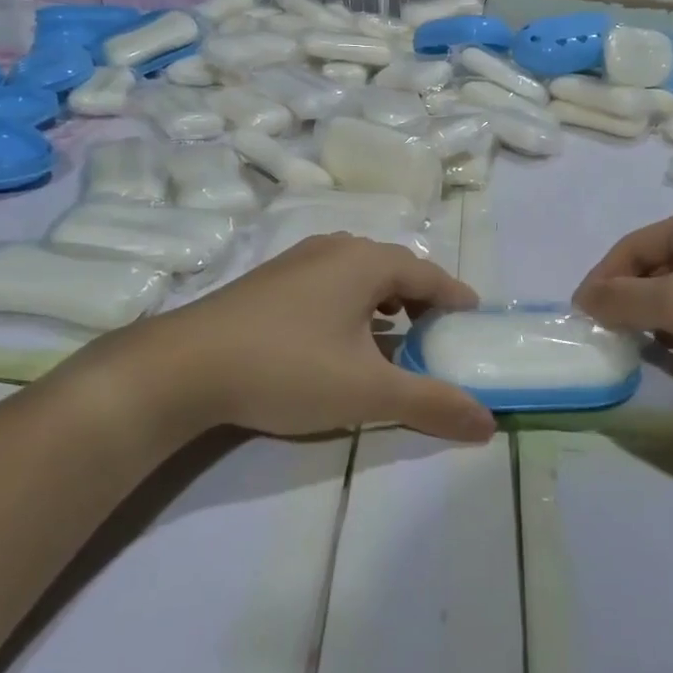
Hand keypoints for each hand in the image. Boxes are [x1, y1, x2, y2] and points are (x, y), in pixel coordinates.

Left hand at [61, 236, 495, 443]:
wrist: (183, 367)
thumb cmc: (289, 368)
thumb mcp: (368, 392)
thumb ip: (432, 403)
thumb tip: (489, 423)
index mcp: (366, 261)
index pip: (429, 272)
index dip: (455, 297)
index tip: (474, 319)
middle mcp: (334, 248)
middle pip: (395, 269)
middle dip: (422, 300)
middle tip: (439, 334)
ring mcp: (297, 261)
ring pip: (359, 276)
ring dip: (385, 303)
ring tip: (396, 336)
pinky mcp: (269, 281)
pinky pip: (330, 284)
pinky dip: (352, 306)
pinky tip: (342, 338)